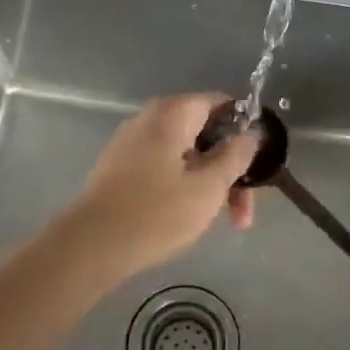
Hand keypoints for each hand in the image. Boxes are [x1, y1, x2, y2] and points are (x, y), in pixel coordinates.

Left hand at [54, 94, 258, 286]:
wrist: (90, 246)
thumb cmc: (157, 212)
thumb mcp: (209, 186)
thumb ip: (236, 155)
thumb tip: (251, 134)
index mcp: (173, 112)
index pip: (221, 103)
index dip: (246, 128)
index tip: (260, 161)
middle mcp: (151, 118)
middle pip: (205, 133)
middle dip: (230, 169)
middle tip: (243, 211)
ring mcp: (132, 142)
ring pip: (186, 154)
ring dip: (209, 182)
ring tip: (220, 221)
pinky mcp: (121, 167)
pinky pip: (165, 166)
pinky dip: (184, 185)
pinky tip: (189, 216)